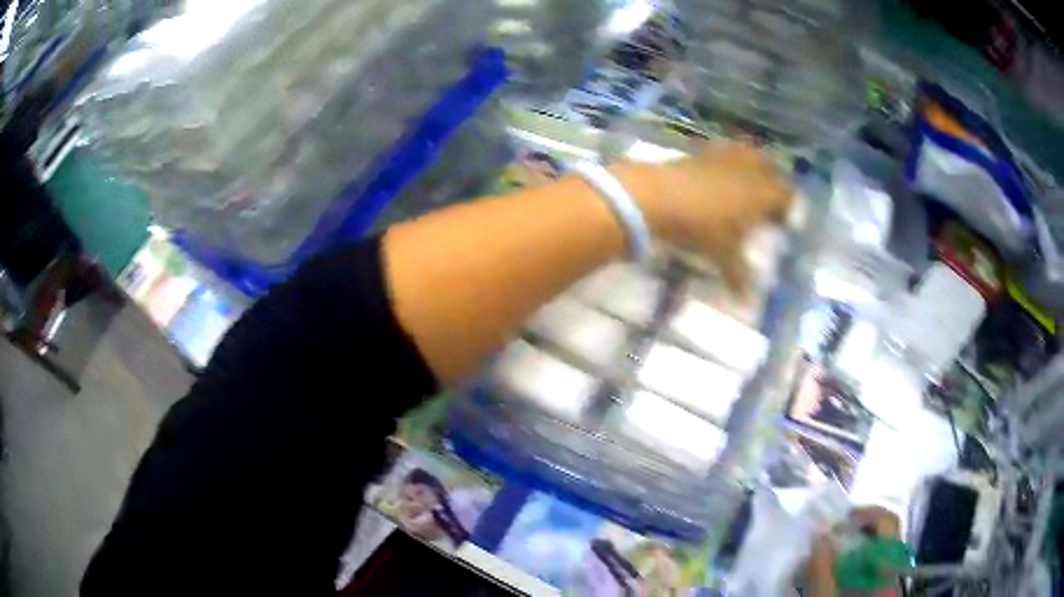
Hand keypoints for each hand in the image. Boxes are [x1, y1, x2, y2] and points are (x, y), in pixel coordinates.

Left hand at [613, 142, 792, 289]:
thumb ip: (739, 275)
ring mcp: (725, 155)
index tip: (783, 224)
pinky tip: (718, 176)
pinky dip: (727, 163)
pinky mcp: (701, 150)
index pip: (787, 195)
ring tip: (746, 187)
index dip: (788, 209)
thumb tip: (748, 302)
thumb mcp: (722, 254)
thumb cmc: (701, 226)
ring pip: (749, 156)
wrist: (658, 196)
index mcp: (763, 192)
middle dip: (773, 185)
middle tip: (767, 204)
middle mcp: (750, 168)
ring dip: (752, 169)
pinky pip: (724, 152)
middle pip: (771, 170)